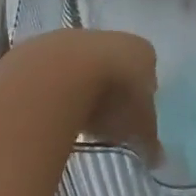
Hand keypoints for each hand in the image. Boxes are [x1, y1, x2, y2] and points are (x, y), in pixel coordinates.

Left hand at [8, 28, 160, 162]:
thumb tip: (157, 156)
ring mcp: (72, 39)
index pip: (147, 71)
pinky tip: (49, 112)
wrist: (58, 76)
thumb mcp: (138, 129)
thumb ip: (149, 140)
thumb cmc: (111, 100)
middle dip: (109, 91)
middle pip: (113, 65)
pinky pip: (51, 71)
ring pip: (80, 66)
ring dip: (78, 88)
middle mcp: (110, 38)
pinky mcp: (39, 47)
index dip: (141, 96)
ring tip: (74, 121)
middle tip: (104, 121)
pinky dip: (52, 89)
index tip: (133, 118)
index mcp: (141, 52)